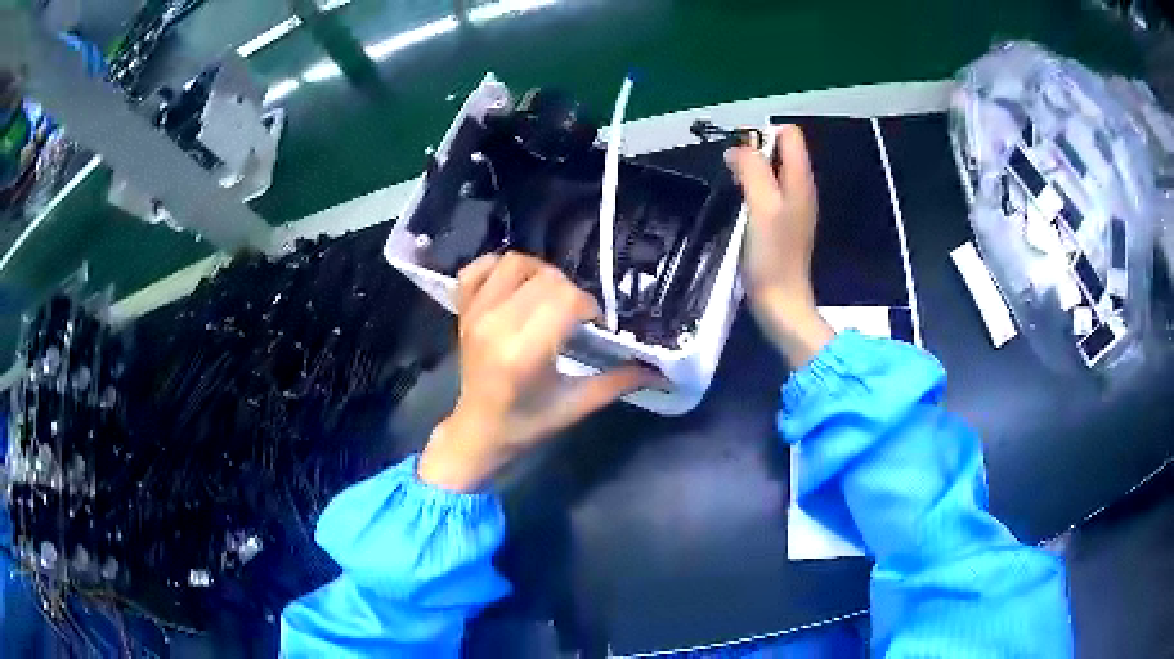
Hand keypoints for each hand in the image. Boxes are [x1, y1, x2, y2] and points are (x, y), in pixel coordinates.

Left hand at [418, 253, 651, 491]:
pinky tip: (516, 284)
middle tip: (576, 316)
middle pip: (546, 278)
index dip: (590, 307)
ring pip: (515, 263)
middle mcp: (496, 324)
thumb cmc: (526, 423)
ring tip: (549, 296)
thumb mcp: (574, 406)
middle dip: (571, 292)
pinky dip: (499, 267)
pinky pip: (478, 267)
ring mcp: (475, 313)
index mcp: (524, 352)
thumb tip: (657, 370)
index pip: (566, 300)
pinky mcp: (464, 309)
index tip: (595, 326)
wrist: (477, 431)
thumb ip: (616, 383)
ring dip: (540, 273)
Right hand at [727, 125, 833, 366]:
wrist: (780, 302)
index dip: (763, 134)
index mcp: (800, 180)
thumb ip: (752, 170)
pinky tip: (742, 209)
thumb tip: (737, 149)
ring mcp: (792, 207)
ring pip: (772, 172)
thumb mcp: (761, 206)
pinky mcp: (782, 224)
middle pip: (780, 151)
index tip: (741, 154)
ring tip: (735, 189)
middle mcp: (800, 189)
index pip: (790, 134)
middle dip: (754, 152)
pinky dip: (753, 192)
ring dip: (751, 172)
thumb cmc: (772, 256)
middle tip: (733, 173)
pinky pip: (768, 192)